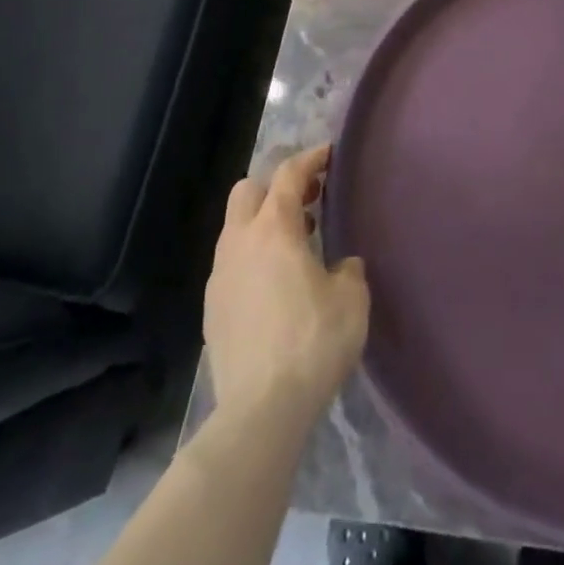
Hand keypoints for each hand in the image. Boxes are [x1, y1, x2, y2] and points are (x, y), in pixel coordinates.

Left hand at [204, 144, 369, 430]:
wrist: (260, 411)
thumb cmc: (313, 343)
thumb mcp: (351, 300)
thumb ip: (348, 270)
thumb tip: (341, 266)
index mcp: (275, 229)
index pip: (289, 174)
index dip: (311, 158)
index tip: (329, 154)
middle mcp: (240, 242)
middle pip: (248, 190)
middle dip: (276, 186)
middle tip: (307, 200)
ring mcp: (220, 276)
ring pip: (235, 228)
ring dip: (262, 222)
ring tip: (295, 243)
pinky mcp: (212, 308)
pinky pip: (232, 263)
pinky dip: (252, 257)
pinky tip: (274, 284)